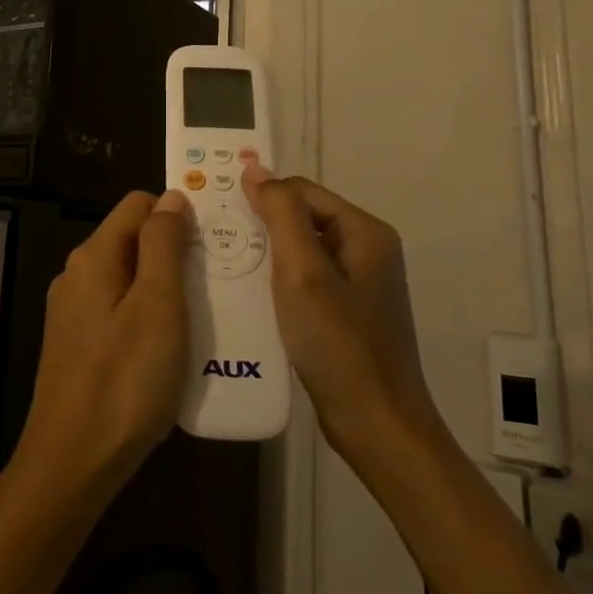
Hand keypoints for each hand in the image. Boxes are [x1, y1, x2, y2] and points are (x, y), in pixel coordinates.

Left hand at [12, 190, 191, 507]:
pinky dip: (149, 316)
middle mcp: (78, 275)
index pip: (138, 205)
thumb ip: (163, 246)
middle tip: (218, 279)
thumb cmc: (124, 381)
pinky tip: (174, 346)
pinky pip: (120, 311)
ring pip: (129, 278)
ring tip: (206, 312)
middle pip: (133, 241)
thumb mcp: (157, 306)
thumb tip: (171, 197)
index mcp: (94, 257)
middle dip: (175, 252)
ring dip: (166, 287)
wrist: (72, 462)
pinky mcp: (79, 344)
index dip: (176, 213)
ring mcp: (74, 311)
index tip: (215, 239)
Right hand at [241, 166, 440, 462]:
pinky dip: (278, 283)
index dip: (262, 197)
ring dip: (266, 256)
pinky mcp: (347, 313)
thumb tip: (256, 168)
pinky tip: (251, 298)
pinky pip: (306, 281)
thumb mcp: (303, 272)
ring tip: (226, 267)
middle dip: (261, 226)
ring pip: (301, 251)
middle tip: (216, 241)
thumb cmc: (338, 343)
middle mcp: (367, 250)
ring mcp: (359, 284)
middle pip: (303, 218)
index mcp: (364, 232)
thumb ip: (280, 215)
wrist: (376, 425)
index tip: (220, 214)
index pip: (302, 191)